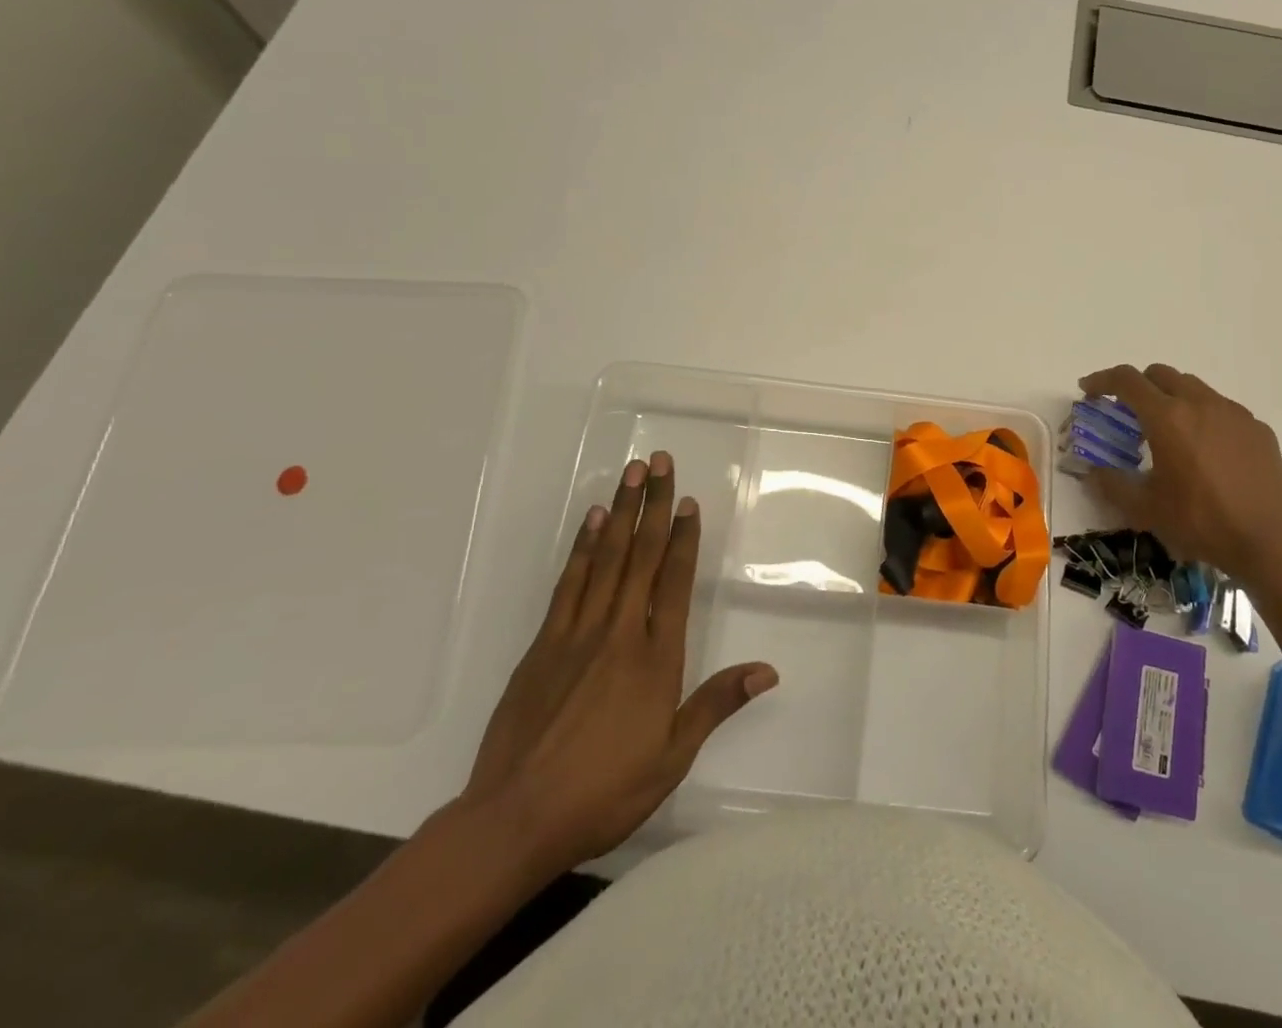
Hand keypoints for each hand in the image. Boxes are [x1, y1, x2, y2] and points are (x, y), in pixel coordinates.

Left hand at [461, 452, 776, 879]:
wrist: (514, 819)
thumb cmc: (603, 792)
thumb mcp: (672, 757)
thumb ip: (716, 704)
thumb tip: (767, 670)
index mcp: (656, 657)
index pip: (675, 582)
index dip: (685, 538)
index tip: (689, 502)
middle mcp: (620, 632)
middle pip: (642, 556)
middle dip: (654, 505)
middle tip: (660, 462)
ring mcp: (578, 633)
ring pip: (606, 558)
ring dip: (622, 512)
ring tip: (632, 474)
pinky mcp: (543, 644)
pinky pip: (569, 583)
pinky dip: (583, 548)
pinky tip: (593, 523)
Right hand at [1077, 364, 1281, 583]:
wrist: (1272, 543)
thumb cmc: (1201, 522)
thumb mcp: (1146, 509)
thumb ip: (1112, 485)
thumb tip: (1093, 473)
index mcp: (1167, 418)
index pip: (1127, 380)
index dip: (1102, 380)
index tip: (1088, 390)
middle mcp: (1200, 404)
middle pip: (1160, 374)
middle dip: (1138, 384)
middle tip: (1126, 410)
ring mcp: (1234, 414)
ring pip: (1193, 387)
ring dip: (1172, 397)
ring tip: (1168, 429)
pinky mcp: (1259, 430)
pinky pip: (1222, 409)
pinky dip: (1203, 416)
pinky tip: (1206, 450)